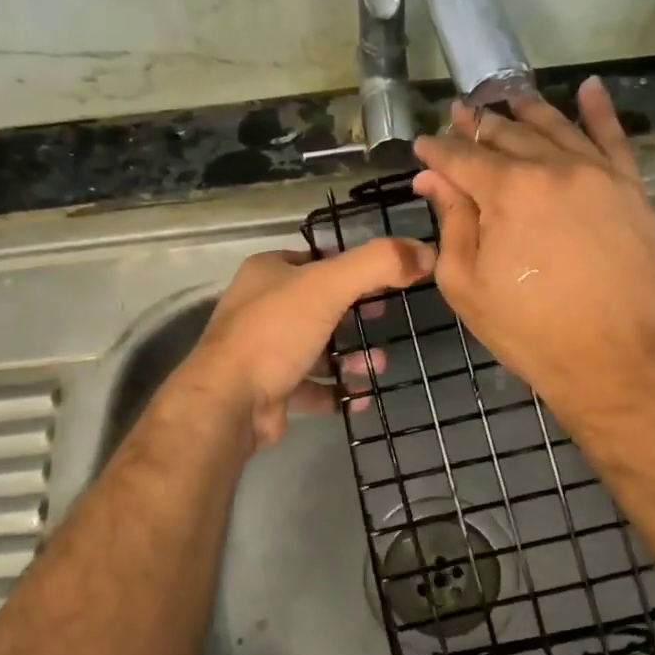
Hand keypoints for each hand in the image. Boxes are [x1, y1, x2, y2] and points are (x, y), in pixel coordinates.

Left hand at [177, 238, 435, 448]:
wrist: (229, 402)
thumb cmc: (276, 333)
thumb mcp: (329, 286)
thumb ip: (378, 264)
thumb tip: (425, 252)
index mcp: (268, 272)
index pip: (316, 260)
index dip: (352, 267)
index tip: (386, 280)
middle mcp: (261, 307)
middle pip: (319, 305)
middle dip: (355, 316)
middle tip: (384, 320)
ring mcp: (263, 350)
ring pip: (317, 347)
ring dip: (351, 356)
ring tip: (378, 365)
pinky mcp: (269, 388)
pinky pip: (312, 385)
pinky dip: (338, 390)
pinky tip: (362, 396)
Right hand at [412, 77, 654, 426]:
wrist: (613, 359)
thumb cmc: (527, 329)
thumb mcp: (467, 283)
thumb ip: (450, 222)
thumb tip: (433, 178)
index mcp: (507, 191)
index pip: (462, 157)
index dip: (437, 150)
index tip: (422, 146)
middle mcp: (552, 167)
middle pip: (508, 134)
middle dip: (478, 124)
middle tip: (460, 114)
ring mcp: (597, 174)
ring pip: (556, 127)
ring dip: (527, 110)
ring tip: (507, 97)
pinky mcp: (630, 189)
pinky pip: (614, 138)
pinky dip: (599, 111)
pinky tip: (589, 88)